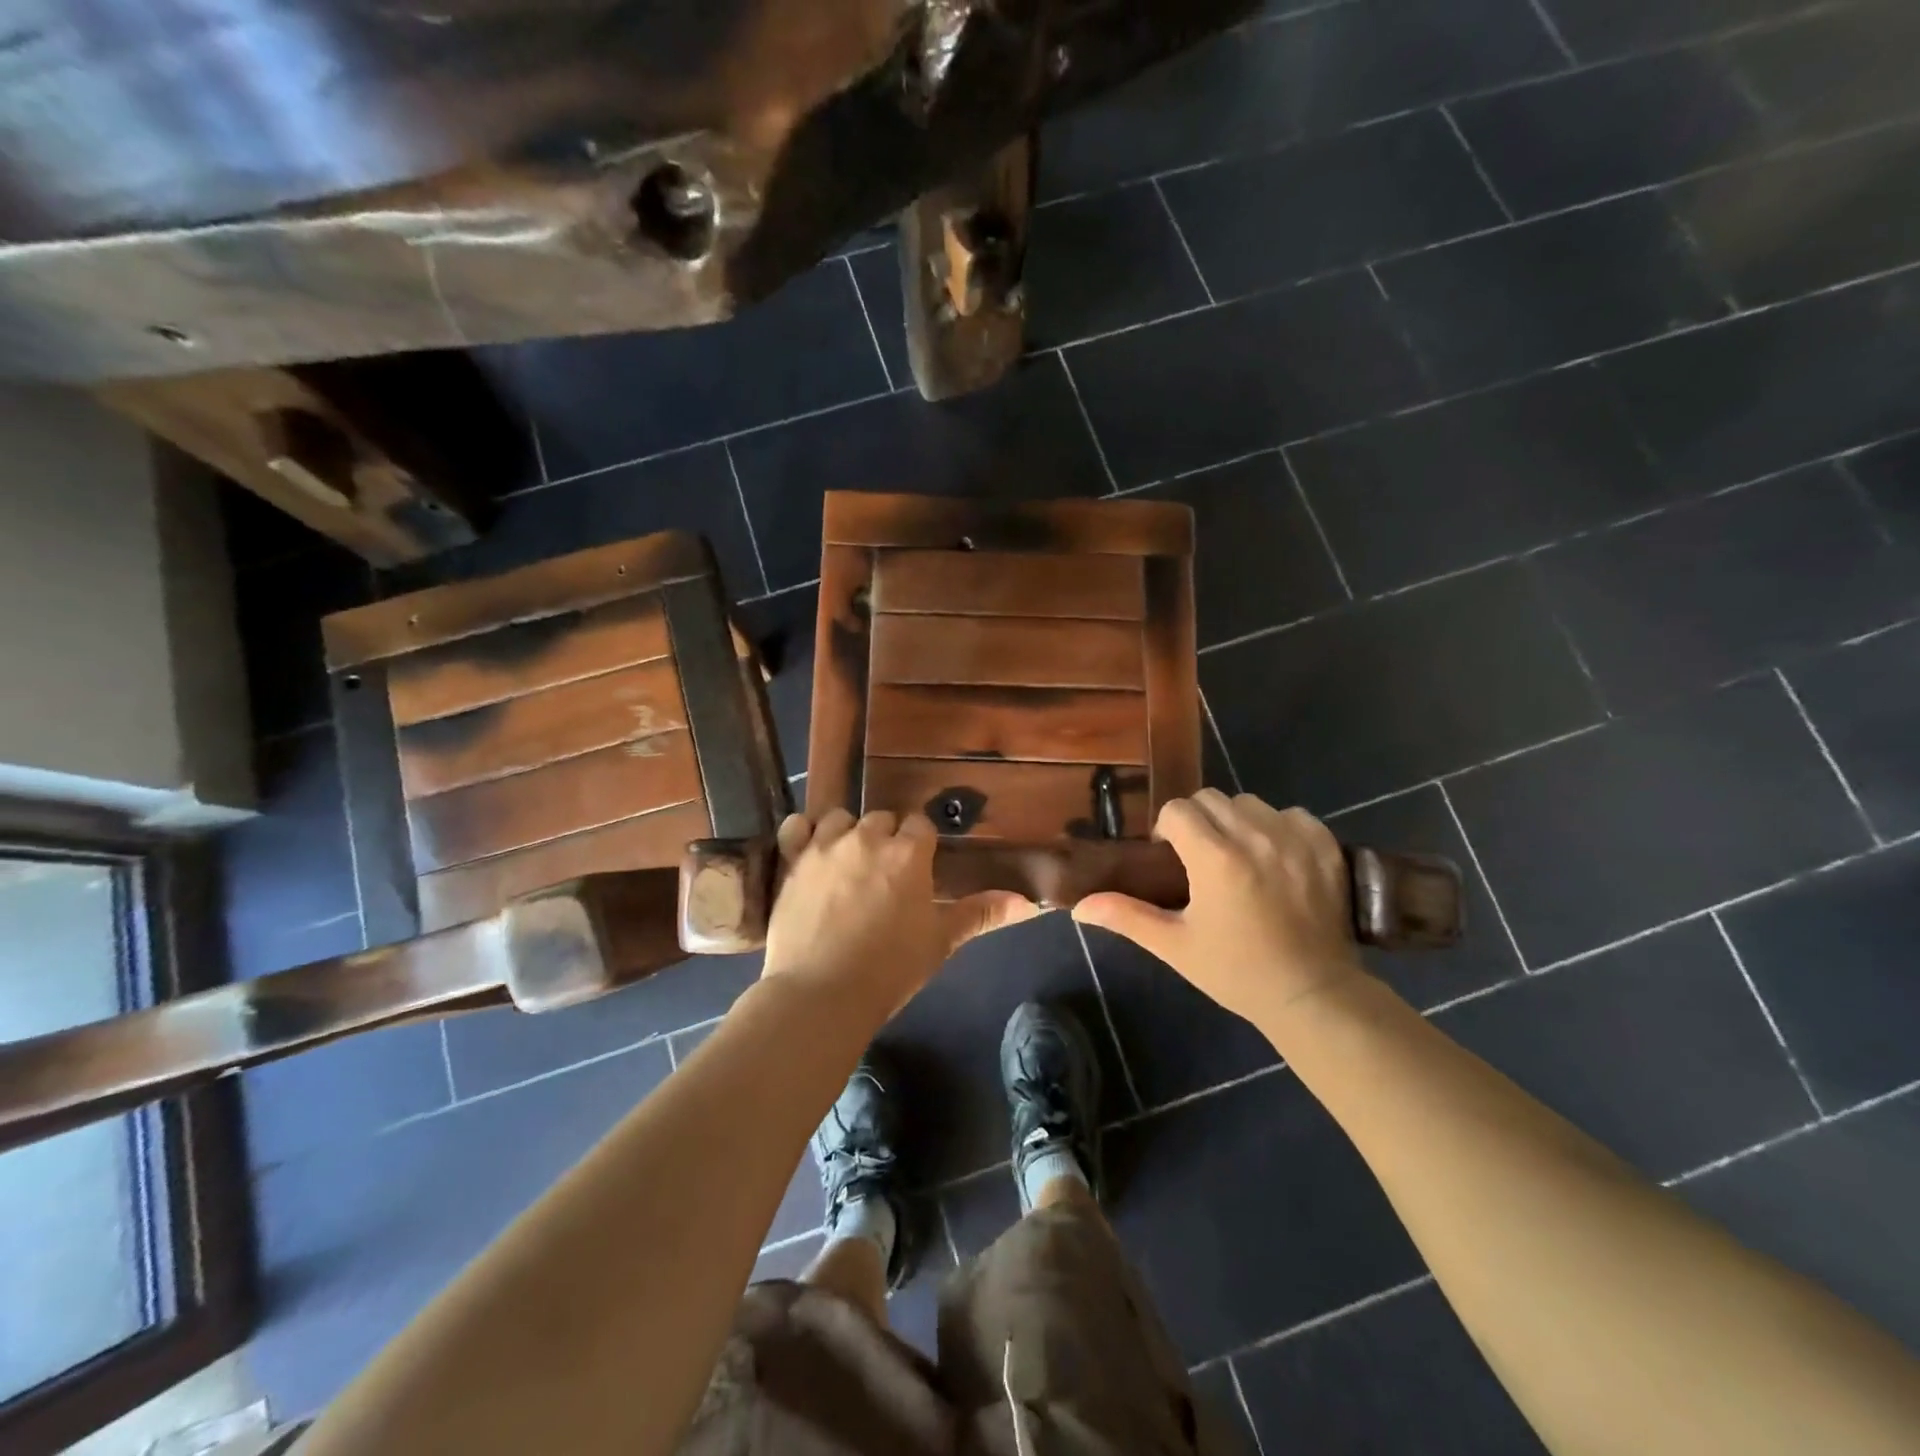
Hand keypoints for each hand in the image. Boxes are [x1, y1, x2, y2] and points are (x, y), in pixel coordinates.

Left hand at [760, 809, 1035, 1017]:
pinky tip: (808, 849)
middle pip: (882, 819)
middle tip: (885, 874)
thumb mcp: (940, 941)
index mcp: (907, 853)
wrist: (821, 994)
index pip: (921, 825)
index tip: (918, 867)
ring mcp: (825, 846)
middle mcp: (867, 837)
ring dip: (848, 833)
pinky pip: (796, 826)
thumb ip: (981, 913)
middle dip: (887, 838)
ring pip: (841, 818)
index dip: (920, 844)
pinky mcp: (791, 860)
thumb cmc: (890, 970)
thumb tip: (1029, 902)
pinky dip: (803, 833)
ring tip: (848, 863)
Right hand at [1073, 790, 1365, 1026]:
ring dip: (1236, 821)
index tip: (1171, 860)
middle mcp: (1255, 836)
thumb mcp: (1175, 946)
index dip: (1167, 831)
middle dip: (1198, 821)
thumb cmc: (1236, 971)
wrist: (1312, 995)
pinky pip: (1291, 814)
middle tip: (1200, 860)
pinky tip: (1276, 859)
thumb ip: (1126, 916)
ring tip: (1239, 858)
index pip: (1178, 809)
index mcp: (1216, 858)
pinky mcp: (1326, 846)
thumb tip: (1079, 906)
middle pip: (1211, 799)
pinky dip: (1278, 827)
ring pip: (1250, 803)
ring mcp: (1295, 838)